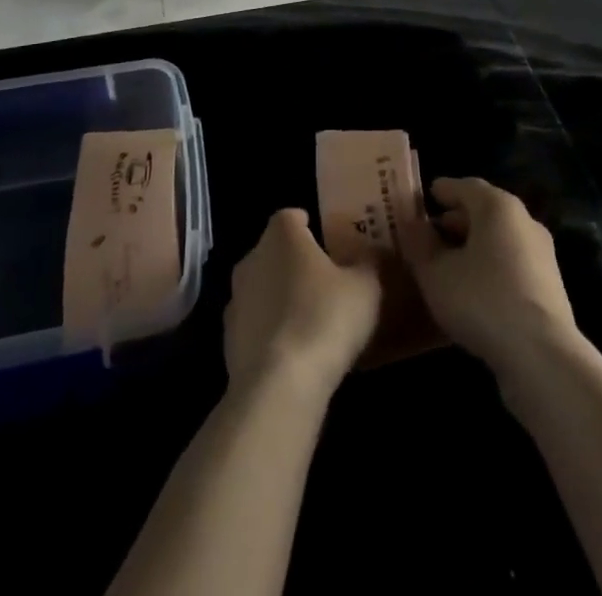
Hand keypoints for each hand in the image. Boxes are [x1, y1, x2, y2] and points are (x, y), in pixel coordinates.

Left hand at [224, 209, 381, 401]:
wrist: (278, 385)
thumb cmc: (325, 318)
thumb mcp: (366, 287)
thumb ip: (370, 263)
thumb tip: (373, 253)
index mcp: (282, 235)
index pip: (291, 216)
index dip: (308, 225)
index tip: (327, 240)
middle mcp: (252, 258)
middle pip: (274, 251)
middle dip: (295, 262)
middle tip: (325, 279)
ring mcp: (235, 300)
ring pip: (262, 288)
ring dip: (280, 297)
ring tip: (310, 318)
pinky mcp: (228, 340)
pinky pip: (255, 325)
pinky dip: (270, 331)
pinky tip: (293, 351)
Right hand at [401, 177, 578, 377]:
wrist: (542, 356)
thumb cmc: (482, 300)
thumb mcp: (436, 273)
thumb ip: (420, 244)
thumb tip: (412, 224)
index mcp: (498, 206)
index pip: (465, 186)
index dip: (443, 190)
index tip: (425, 196)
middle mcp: (524, 221)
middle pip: (485, 211)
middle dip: (456, 220)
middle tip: (430, 233)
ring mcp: (541, 254)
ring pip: (499, 239)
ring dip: (473, 246)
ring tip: (446, 264)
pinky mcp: (549, 286)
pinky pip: (511, 263)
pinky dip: (489, 266)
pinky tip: (472, 289)